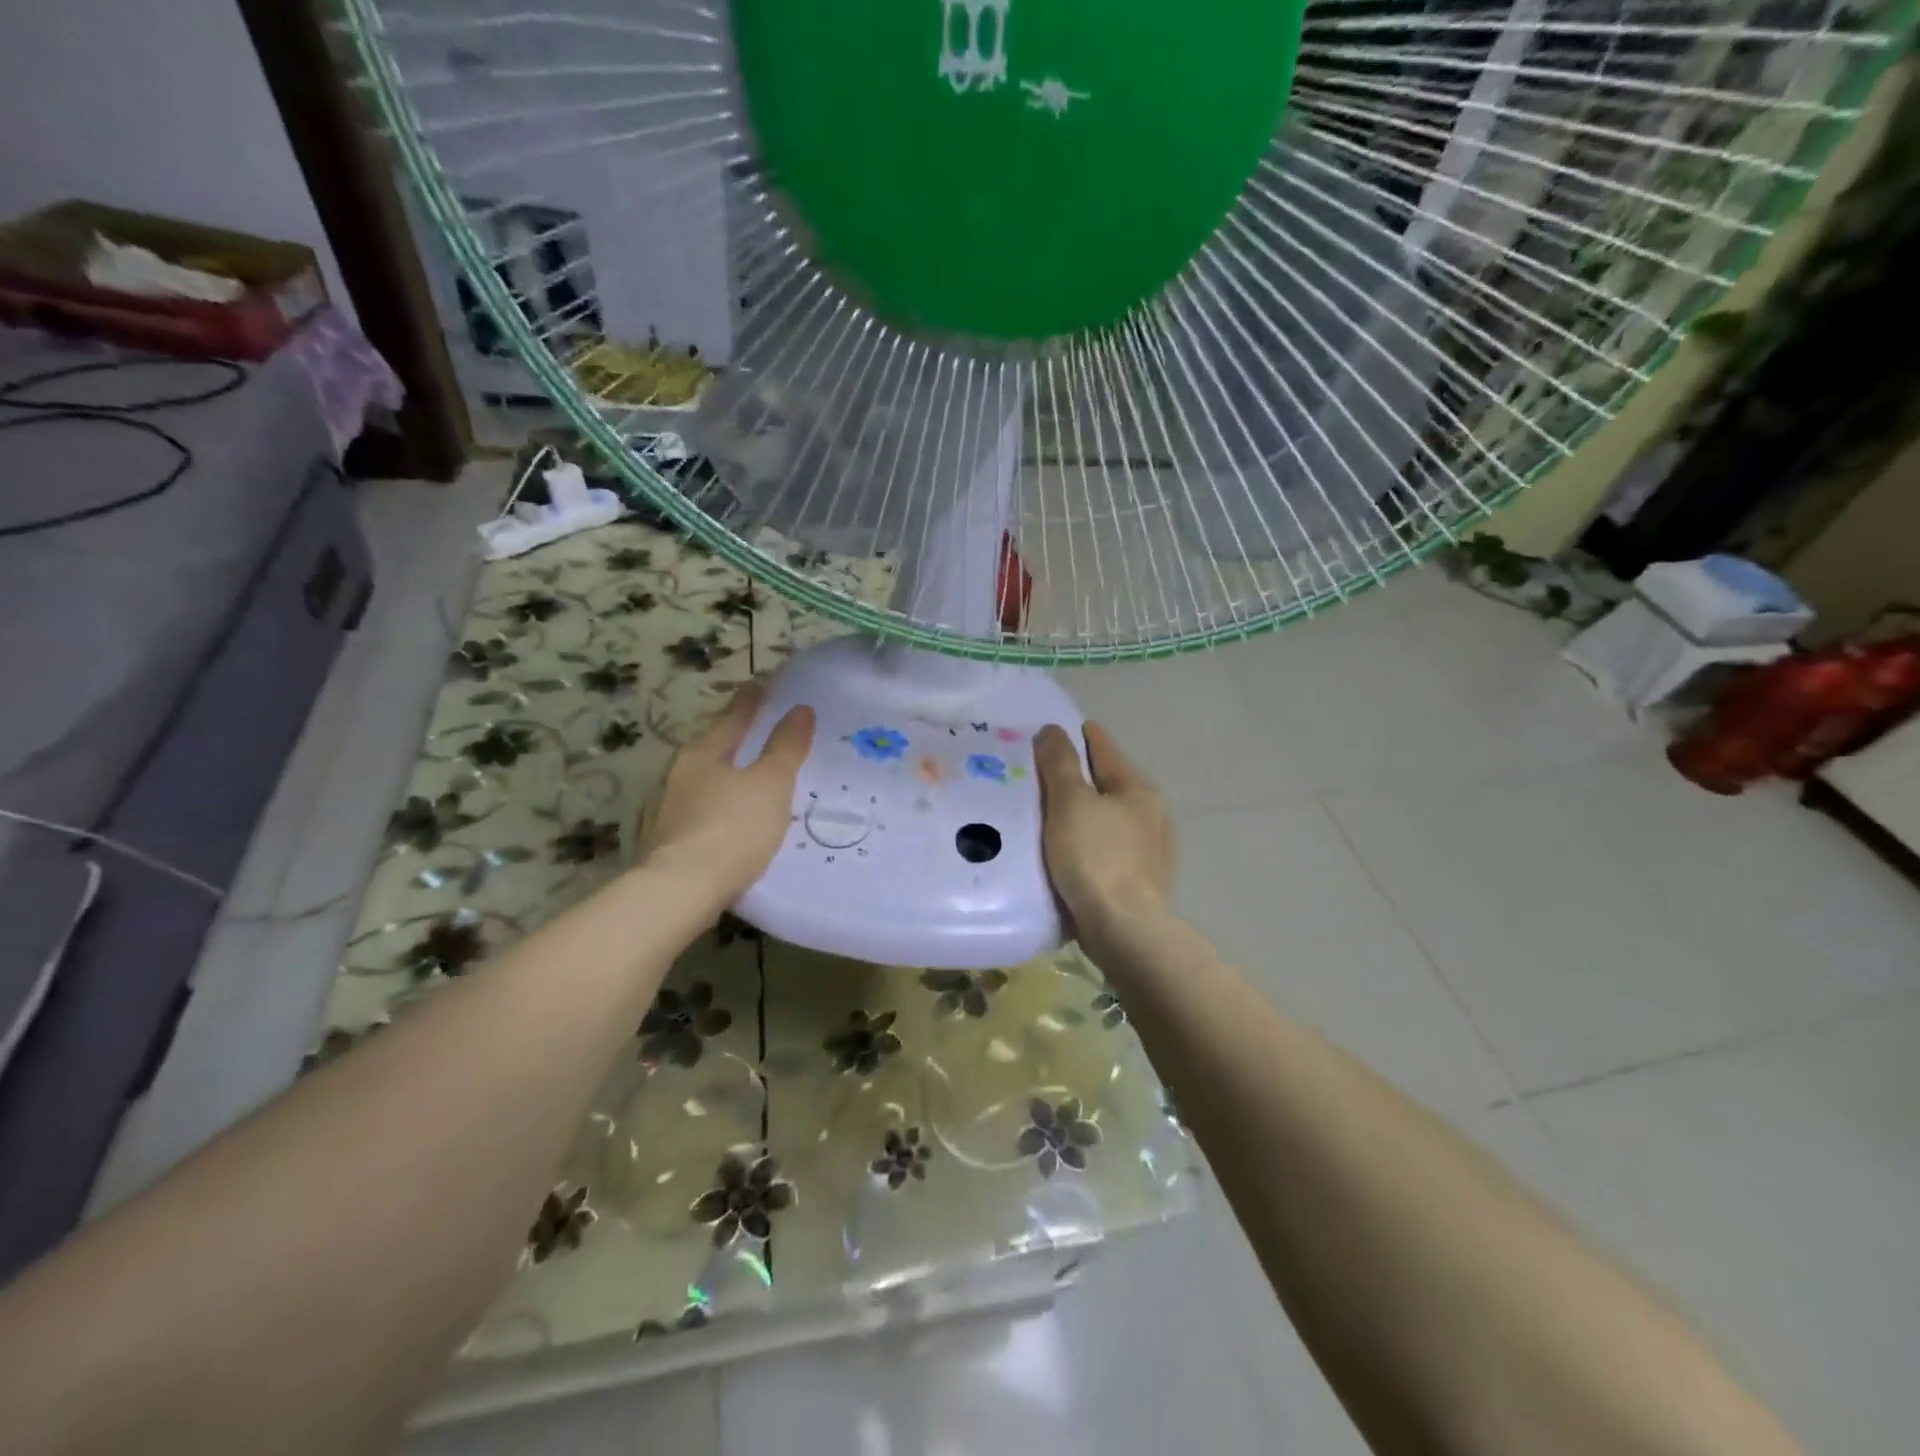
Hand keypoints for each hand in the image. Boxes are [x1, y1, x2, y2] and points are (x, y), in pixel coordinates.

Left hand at [642, 682, 814, 911]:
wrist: (680, 891)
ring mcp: (670, 806)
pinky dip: (720, 802)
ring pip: (705, 777)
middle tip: (760, 726)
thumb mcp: (770, 784)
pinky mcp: (669, 838)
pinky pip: (702, 807)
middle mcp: (681, 772)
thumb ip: (786, 747)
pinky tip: (732, 814)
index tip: (762, 683)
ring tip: (750, 773)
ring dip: (727, 770)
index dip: (752, 700)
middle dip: (736, 734)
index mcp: (705, 752)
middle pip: (714, 744)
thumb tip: (800, 709)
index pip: (734, 716)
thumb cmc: (732, 829)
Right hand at [1032, 722, 1173, 944]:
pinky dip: (1093, 843)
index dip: (1085, 737)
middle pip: (1111, 785)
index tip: (1066, 728)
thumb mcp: (1069, 803)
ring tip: (1055, 815)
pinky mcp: (1143, 882)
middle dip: (1083, 778)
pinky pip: (1111, 850)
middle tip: (1048, 773)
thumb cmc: (1094, 858)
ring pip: (1112, 820)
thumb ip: (1060, 763)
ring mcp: (1152, 852)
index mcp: (1137, 791)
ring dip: (1088, 814)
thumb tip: (1053, 730)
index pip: (1106, 751)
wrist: (1123, 930)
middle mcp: (1152, 816)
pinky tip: (1074, 852)